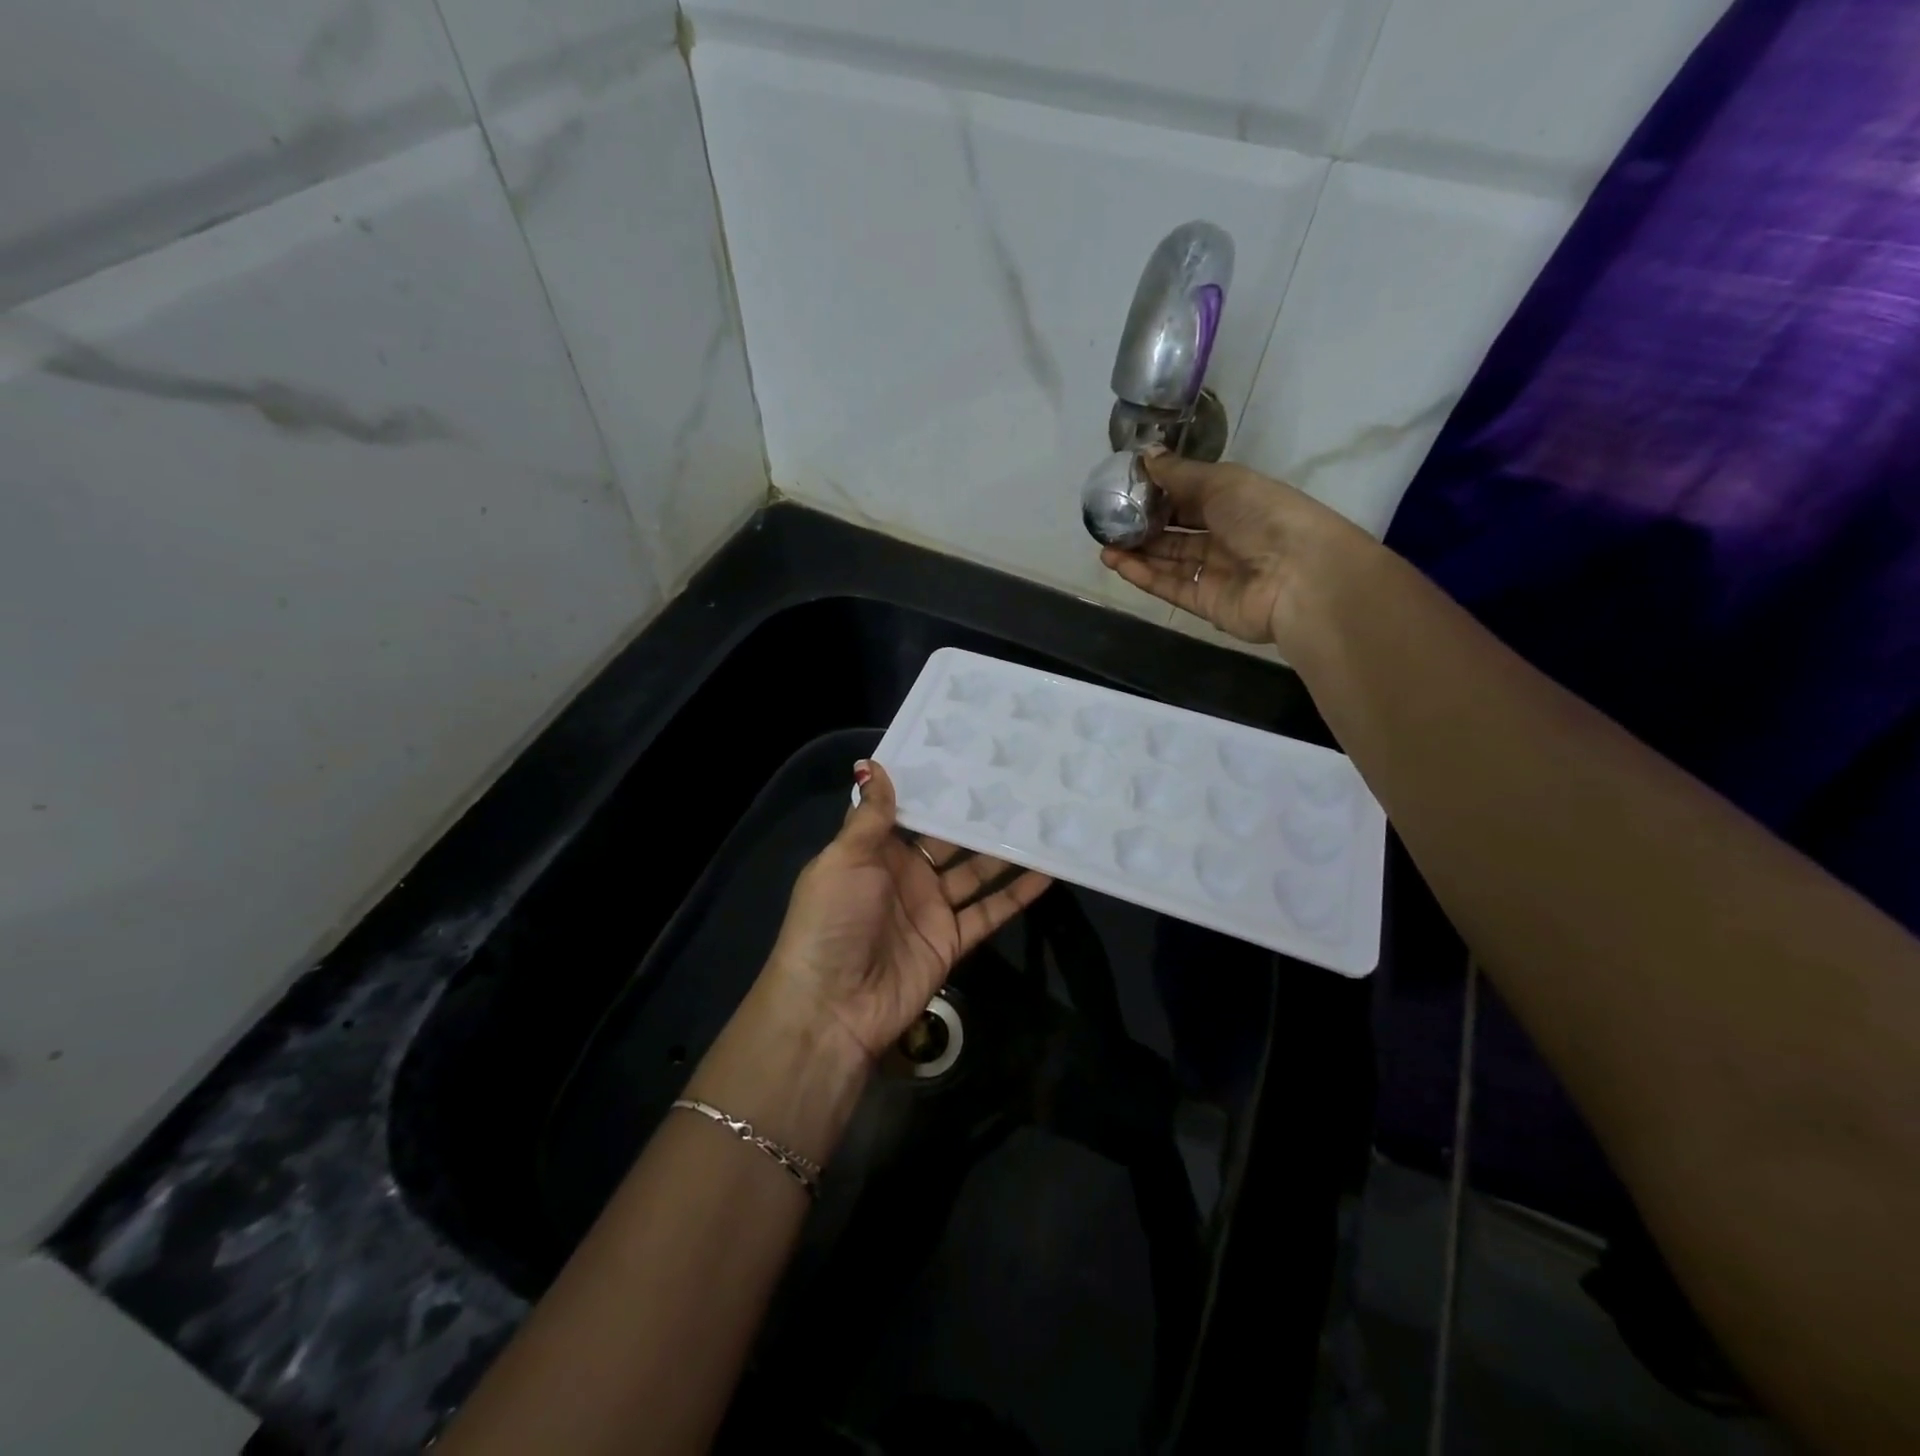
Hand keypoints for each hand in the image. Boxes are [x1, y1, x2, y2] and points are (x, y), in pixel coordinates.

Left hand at [762, 760, 1051, 1060]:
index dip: (934, 789)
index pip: (909, 812)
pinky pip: (990, 911)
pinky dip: (1018, 894)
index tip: (968, 758)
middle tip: (1018, 783)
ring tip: (1041, 819)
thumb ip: (870, 816)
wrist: (834, 1006)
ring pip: (976, 872)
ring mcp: (931, 908)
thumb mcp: (844, 859)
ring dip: (1005, 851)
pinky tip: (1048, 871)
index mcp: (874, 852)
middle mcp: (905, 875)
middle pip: (948, 841)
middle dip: (977, 817)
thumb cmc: (832, 921)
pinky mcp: (953, 940)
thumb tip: (872, 762)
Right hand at [1098, 449, 1373, 651]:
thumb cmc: (1263, 516)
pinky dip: (1144, 575)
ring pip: (1170, 560)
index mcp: (1237, 502)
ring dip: (1138, 552)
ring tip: (1104, 544)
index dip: (1160, 493)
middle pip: (1177, 531)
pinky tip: (1117, 564)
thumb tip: (1145, 455)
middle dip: (1144, 526)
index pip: (1191, 496)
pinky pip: (1170, 586)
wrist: (1298, 576)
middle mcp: (1227, 536)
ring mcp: (1216, 572)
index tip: (1126, 488)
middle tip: (1108, 521)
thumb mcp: (1221, 482)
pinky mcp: (1206, 602)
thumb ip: (1179, 474)